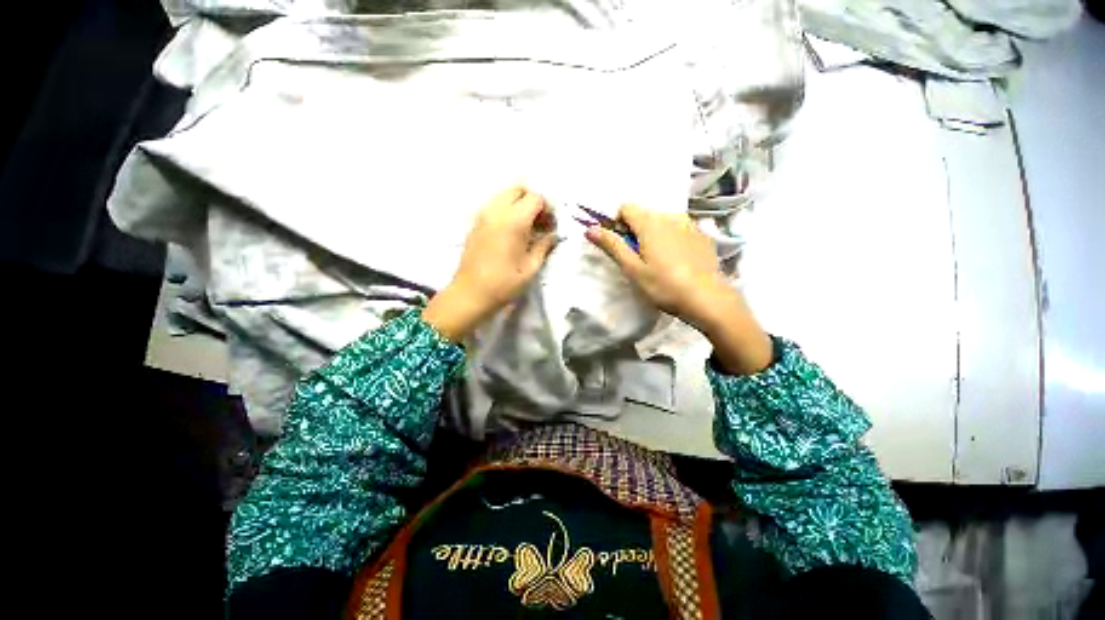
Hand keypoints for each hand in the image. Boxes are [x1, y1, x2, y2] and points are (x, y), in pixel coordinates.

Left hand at [423, 186, 557, 340]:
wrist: (470, 294)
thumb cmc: (503, 284)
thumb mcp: (531, 268)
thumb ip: (544, 246)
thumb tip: (553, 235)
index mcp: (513, 221)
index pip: (535, 198)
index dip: (547, 208)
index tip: (550, 226)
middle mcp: (496, 211)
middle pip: (518, 189)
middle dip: (533, 200)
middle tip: (539, 222)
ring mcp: (482, 215)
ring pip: (504, 194)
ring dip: (519, 204)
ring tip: (526, 227)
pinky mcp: (475, 223)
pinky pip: (494, 205)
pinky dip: (506, 210)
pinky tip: (511, 232)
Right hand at [586, 205, 771, 373]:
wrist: (708, 299)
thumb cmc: (664, 286)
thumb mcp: (633, 269)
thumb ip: (612, 246)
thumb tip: (590, 229)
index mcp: (651, 223)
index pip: (626, 207)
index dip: (618, 223)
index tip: (621, 245)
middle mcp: (671, 216)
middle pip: (644, 213)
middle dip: (635, 230)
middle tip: (638, 257)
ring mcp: (690, 224)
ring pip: (662, 220)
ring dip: (654, 234)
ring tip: (658, 260)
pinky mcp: (702, 235)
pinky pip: (679, 228)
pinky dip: (671, 238)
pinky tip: (677, 260)